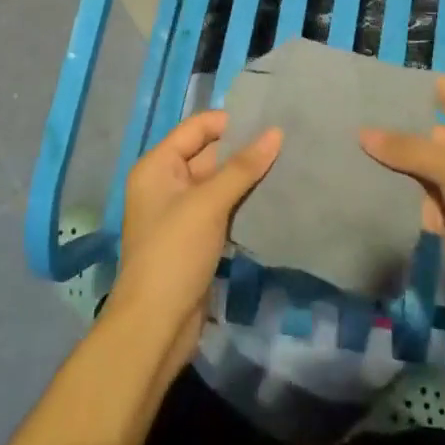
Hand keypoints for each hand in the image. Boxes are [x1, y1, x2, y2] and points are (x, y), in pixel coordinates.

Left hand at [108, 110, 281, 361]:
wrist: (156, 324)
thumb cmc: (175, 252)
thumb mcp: (208, 203)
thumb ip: (242, 167)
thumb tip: (276, 132)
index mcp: (157, 166)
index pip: (196, 128)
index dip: (230, 122)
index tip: (269, 120)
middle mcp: (166, 183)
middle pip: (208, 154)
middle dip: (244, 149)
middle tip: (287, 141)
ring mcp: (181, 212)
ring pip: (218, 183)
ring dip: (247, 177)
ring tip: (288, 164)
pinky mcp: (196, 237)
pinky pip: (222, 208)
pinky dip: (243, 202)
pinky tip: (274, 197)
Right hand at [359, 76, 444, 302]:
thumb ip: (407, 148)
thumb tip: (362, 132)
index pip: (443, 91)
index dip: (410, 86)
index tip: (369, 86)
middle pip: (425, 128)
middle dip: (391, 128)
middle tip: (345, 120)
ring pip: (419, 164)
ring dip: (390, 164)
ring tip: (345, 152)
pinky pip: (420, 195)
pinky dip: (399, 195)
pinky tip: (362, 186)